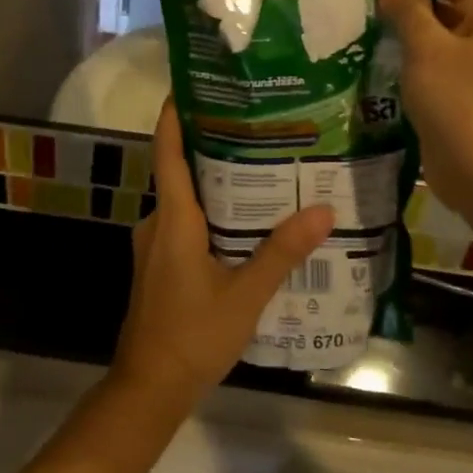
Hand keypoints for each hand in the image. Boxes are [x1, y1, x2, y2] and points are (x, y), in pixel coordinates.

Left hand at [111, 102, 333, 409]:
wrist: (149, 387)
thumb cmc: (192, 336)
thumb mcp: (245, 295)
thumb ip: (281, 253)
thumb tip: (322, 210)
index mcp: (173, 220)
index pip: (167, 152)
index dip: (174, 116)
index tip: (191, 85)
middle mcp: (158, 223)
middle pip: (180, 171)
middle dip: (211, 145)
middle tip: (255, 125)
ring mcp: (155, 245)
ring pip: (185, 200)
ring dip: (215, 182)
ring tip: (260, 168)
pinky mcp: (160, 264)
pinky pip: (185, 224)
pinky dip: (211, 213)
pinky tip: (245, 222)